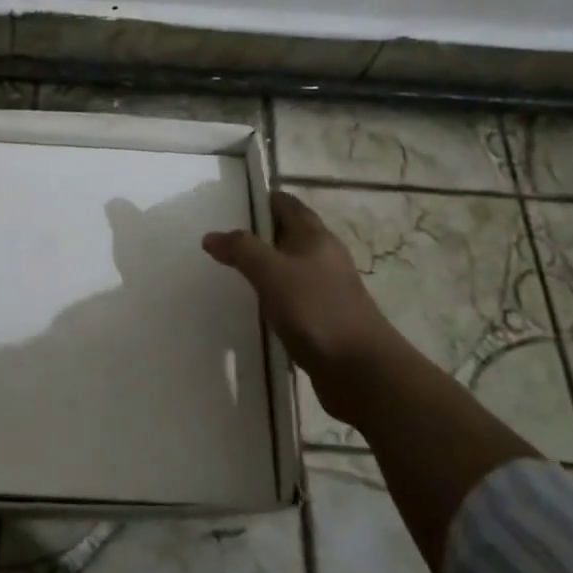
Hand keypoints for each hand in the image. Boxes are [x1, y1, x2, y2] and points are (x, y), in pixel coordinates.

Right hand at [203, 190, 399, 421]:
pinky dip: (273, 296)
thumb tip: (211, 236)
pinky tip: (254, 308)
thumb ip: (241, 249)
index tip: (229, 207)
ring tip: (231, 273)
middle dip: (258, 235)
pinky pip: (293, 297)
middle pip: (288, 234)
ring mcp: (327, 289)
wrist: (361, 371)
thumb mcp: (272, 272)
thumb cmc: (317, 310)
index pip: (286, 204)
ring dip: (265, 267)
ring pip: (290, 267)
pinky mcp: (324, 319)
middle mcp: (323, 257)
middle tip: (222, 242)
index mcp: (315, 237)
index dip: (261, 201)